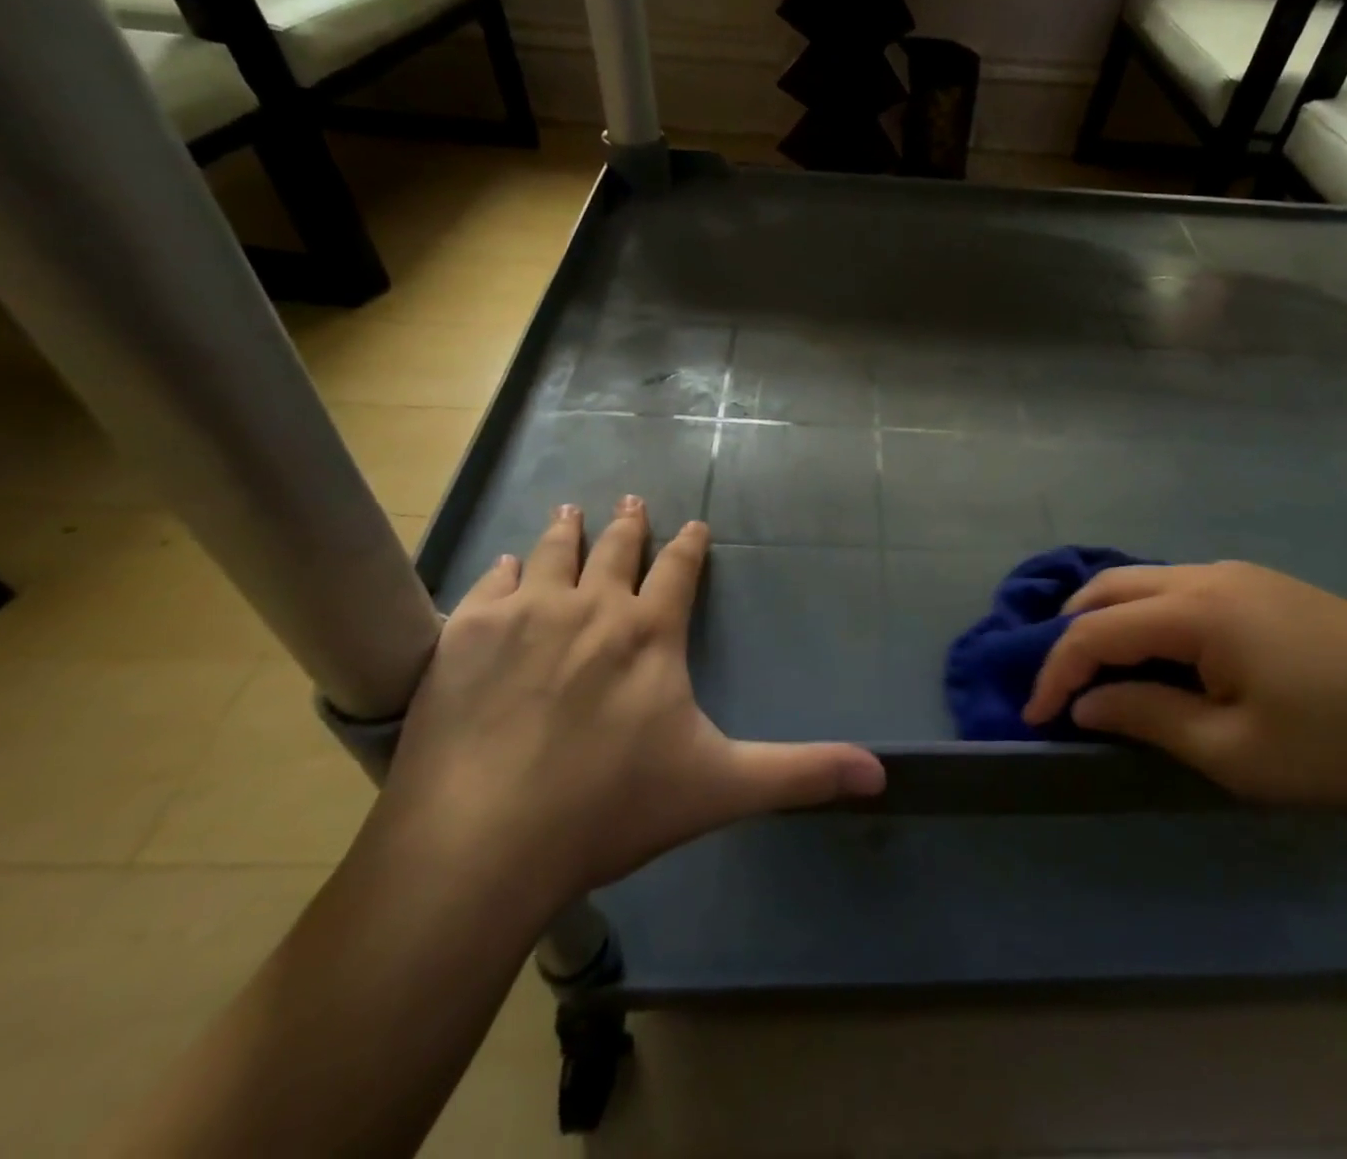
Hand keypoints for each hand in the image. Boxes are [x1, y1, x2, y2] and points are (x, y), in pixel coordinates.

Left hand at [381, 497, 884, 908]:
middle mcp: (590, 607)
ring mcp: (524, 615)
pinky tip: (505, 565)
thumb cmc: (610, 809)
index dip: (690, 545)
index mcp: (649, 633)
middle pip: (615, 549)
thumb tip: (881, 772)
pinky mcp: (465, 635)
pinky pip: (491, 583)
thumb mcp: (721, 788)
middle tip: (630, 501)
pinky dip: (504, 570)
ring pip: (552, 552)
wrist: (482, 844)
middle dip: (628, 523)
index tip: (693, 525)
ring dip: (566, 529)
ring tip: (570, 510)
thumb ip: (801, 773)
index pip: (679, 570)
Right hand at [1023, 561, 1346, 811]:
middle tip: (1060, 685)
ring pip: (1143, 582)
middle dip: (1071, 633)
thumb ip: (1147, 718)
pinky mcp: (1262, 585)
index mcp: (1195, 610)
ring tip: (1101, 671)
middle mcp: (1205, 575)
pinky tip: (1160, 654)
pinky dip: (1145, 615)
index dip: (1056, 673)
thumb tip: (1087, 702)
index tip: (1037, 717)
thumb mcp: (1234, 752)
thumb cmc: (1341, 744)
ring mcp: (1237, 574)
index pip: (1095, 631)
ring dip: (1108, 619)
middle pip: (1109, 588)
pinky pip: (1177, 588)